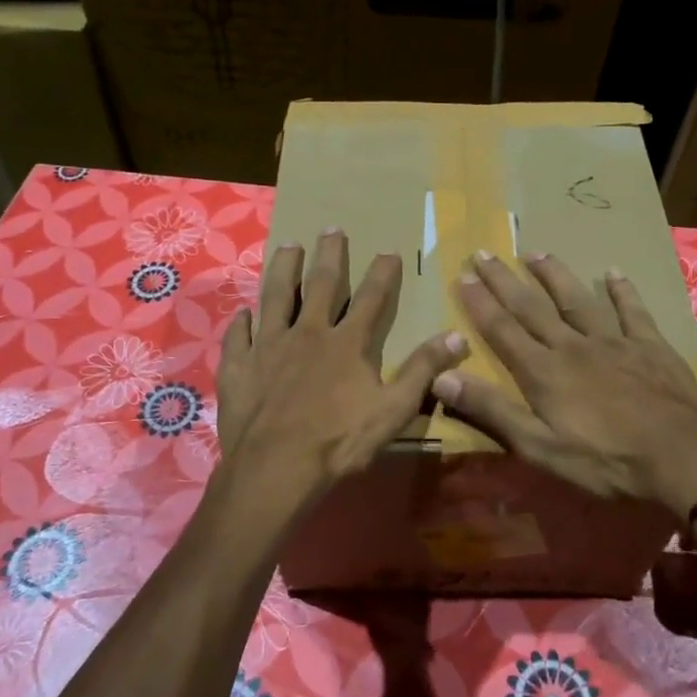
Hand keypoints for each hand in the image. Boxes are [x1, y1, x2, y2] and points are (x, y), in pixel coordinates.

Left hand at [216, 229, 466, 517]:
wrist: (275, 467)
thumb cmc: (338, 441)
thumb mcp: (393, 410)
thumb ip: (423, 370)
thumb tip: (457, 336)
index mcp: (347, 343)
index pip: (371, 298)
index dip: (383, 273)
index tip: (389, 250)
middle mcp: (307, 332)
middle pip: (320, 284)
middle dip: (329, 255)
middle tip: (331, 229)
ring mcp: (268, 346)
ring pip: (276, 296)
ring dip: (283, 270)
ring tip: (288, 246)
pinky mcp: (238, 366)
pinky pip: (238, 336)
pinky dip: (241, 322)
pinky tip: (242, 313)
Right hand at [430, 252, 696, 516]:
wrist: (682, 459)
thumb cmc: (606, 461)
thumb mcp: (539, 447)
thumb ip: (492, 410)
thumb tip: (442, 376)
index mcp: (544, 371)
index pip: (502, 329)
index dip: (480, 303)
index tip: (462, 275)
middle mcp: (573, 346)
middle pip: (532, 307)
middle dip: (505, 280)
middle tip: (484, 253)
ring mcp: (614, 342)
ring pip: (577, 300)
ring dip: (554, 275)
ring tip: (535, 252)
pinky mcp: (650, 346)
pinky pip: (632, 311)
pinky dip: (622, 291)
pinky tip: (614, 273)